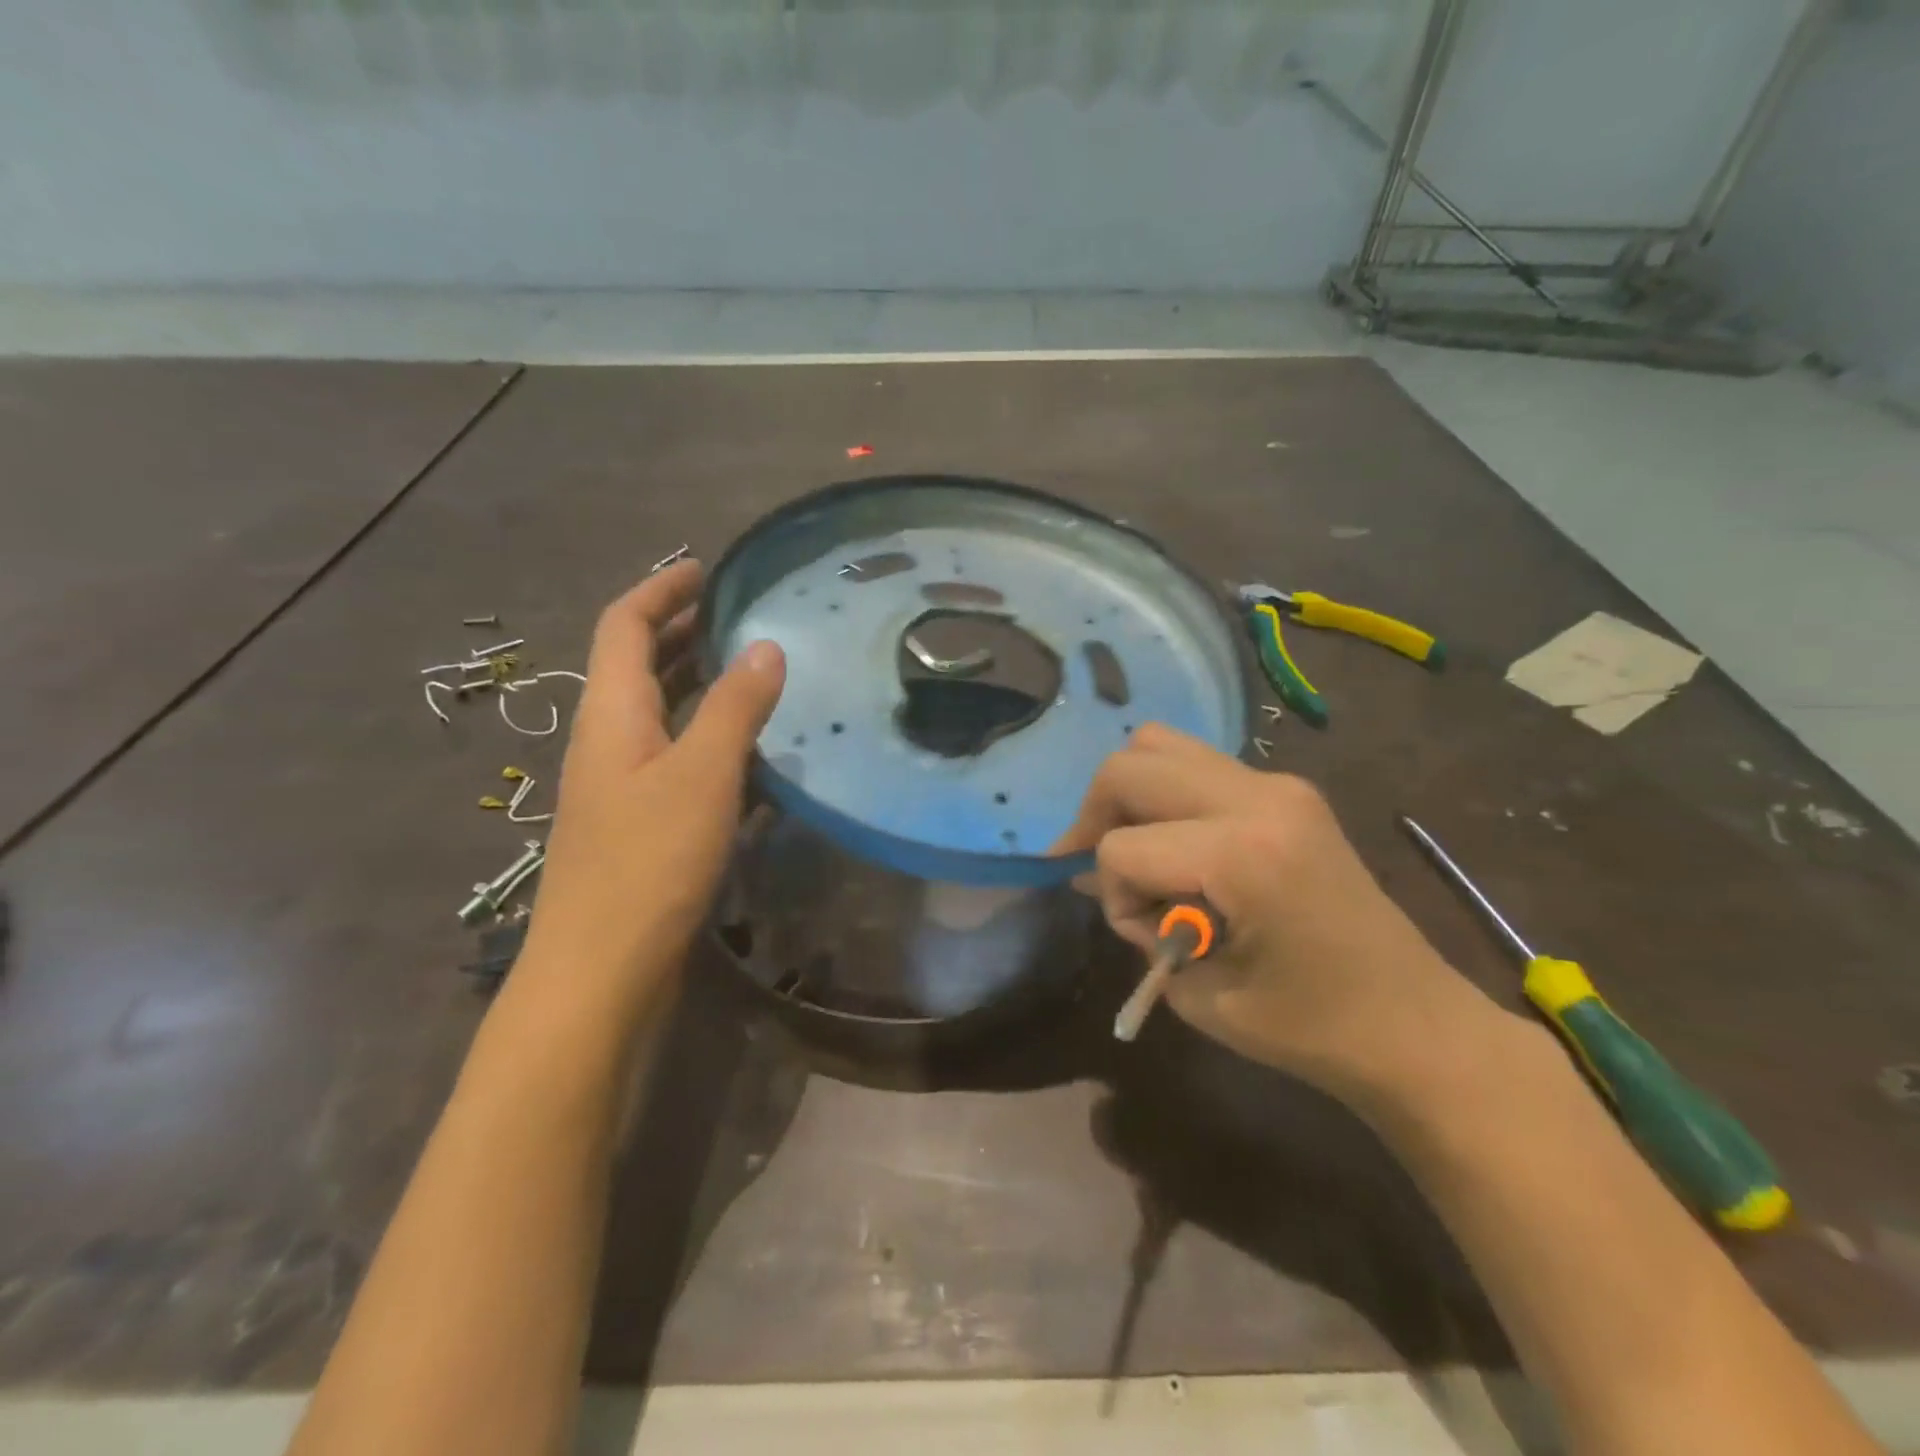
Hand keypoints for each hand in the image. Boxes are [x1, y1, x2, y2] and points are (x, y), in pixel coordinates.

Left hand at [517, 561, 784, 1019]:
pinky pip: (671, 757)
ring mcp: (619, 787)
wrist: (601, 972)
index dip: (660, 590)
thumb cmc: (648, 863)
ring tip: (748, 670)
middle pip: (634, 666)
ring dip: (694, 683)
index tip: (704, 569)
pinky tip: (747, 752)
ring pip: (656, 714)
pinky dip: (704, 735)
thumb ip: (736, 708)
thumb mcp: (702, 775)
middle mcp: (607, 742)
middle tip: (735, 615)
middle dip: (678, 631)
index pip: (623, 627)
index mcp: (611, 715)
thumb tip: (766, 646)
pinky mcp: (638, 825)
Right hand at [1057, 724, 1512, 1112]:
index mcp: (1242, 854)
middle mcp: (1259, 797)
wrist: (1416, 1026)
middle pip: (1130, 767)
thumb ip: (1138, 925)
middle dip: (1097, 816)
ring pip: (1159, 745)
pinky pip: (1196, 765)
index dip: (1115, 895)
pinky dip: (1165, 795)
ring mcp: (1278, 784)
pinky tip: (1176, 843)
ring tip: (1134, 844)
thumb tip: (1096, 876)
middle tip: (1095, 863)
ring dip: (1130, 794)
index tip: (1145, 938)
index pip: (1122, 846)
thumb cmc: (1311, 1030)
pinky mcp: (1287, 790)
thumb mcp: (1199, 993)